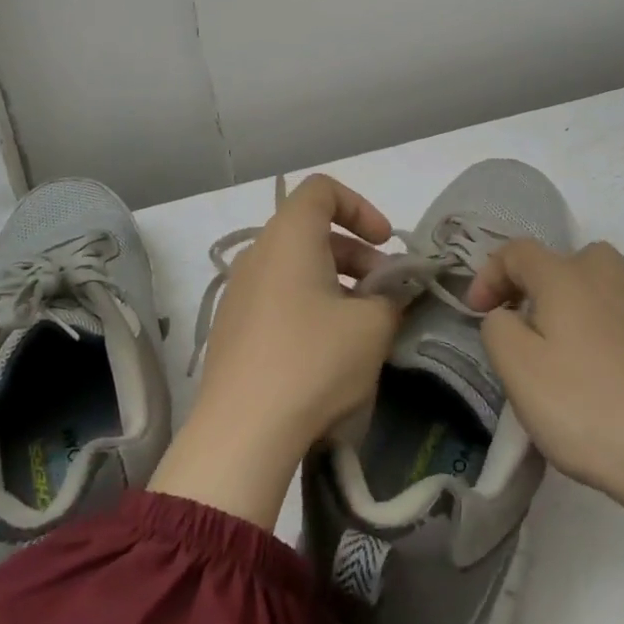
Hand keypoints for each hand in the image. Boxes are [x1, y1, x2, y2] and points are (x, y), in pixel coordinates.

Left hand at [150, 175, 397, 527]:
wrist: (242, 432)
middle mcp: (258, 253)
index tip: (385, 243)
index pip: (322, 190)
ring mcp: (239, 291)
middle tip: (386, 292)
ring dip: (336, 283)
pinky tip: (328, 350)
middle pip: (311, 230)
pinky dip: (309, 305)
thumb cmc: (313, 361)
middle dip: (356, 254)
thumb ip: (392, 298)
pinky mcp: (232, 327)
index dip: (360, 207)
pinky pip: (278, 296)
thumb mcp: (371, 327)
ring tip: (363, 325)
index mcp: (288, 236)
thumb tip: (392, 294)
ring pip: (296, 267)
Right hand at [467, 240, 623, 567]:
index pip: (518, 252)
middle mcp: (611, 279)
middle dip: (543, 283)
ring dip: (584, 303)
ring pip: (610, 285)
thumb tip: (507, 316)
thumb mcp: (517, 369)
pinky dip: (615, 333)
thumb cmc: (588, 408)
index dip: (490, 274)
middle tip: (530, 324)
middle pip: (571, 259)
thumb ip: (497, 328)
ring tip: (572, 346)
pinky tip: (613, 376)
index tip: (477, 312)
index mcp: (567, 277)